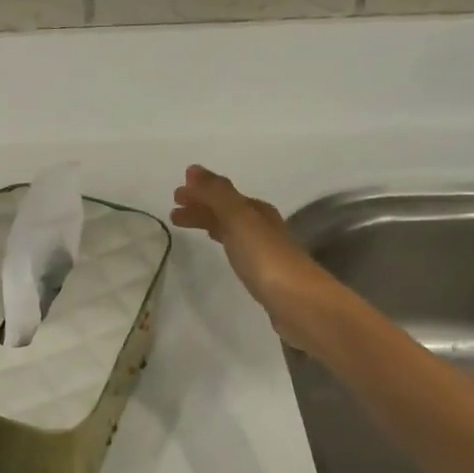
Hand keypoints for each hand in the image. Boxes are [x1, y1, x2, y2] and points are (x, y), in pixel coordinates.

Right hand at [171, 165, 317, 328]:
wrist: (299, 303)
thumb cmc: (266, 258)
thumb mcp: (239, 219)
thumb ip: (216, 195)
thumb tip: (193, 169)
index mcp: (256, 210)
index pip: (223, 194)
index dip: (200, 192)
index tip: (175, 195)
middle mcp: (262, 225)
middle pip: (226, 210)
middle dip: (201, 207)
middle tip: (174, 211)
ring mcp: (264, 250)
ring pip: (230, 228)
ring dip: (208, 222)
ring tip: (185, 226)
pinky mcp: (263, 273)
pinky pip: (236, 247)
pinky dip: (222, 240)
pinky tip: (220, 249)